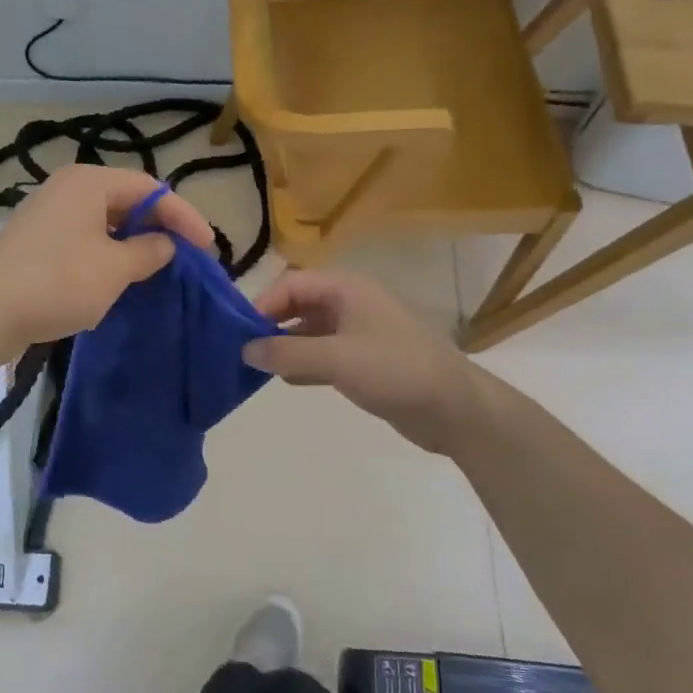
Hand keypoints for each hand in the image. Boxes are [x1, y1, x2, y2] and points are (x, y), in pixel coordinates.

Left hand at [0, 165, 213, 348]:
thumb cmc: (58, 282)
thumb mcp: (115, 269)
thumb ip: (149, 252)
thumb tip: (164, 244)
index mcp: (89, 182)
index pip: (150, 188)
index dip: (183, 216)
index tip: (208, 247)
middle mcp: (67, 188)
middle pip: (126, 200)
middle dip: (158, 226)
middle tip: (186, 254)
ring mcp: (47, 213)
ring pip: (104, 221)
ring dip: (133, 241)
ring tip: (157, 266)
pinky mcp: (35, 240)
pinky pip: (84, 237)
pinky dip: (107, 252)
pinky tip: (117, 276)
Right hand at [243, 271, 479, 452]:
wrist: (454, 408)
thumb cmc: (395, 370)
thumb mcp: (336, 359)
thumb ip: (287, 352)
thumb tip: (244, 349)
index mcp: (346, 290)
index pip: (292, 284)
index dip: (263, 303)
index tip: (238, 331)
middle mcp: (350, 305)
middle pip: (298, 305)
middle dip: (270, 324)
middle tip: (243, 350)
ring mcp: (357, 334)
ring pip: (309, 332)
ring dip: (285, 346)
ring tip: (257, 368)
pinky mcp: (363, 362)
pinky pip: (323, 355)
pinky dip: (303, 364)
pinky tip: (285, 381)